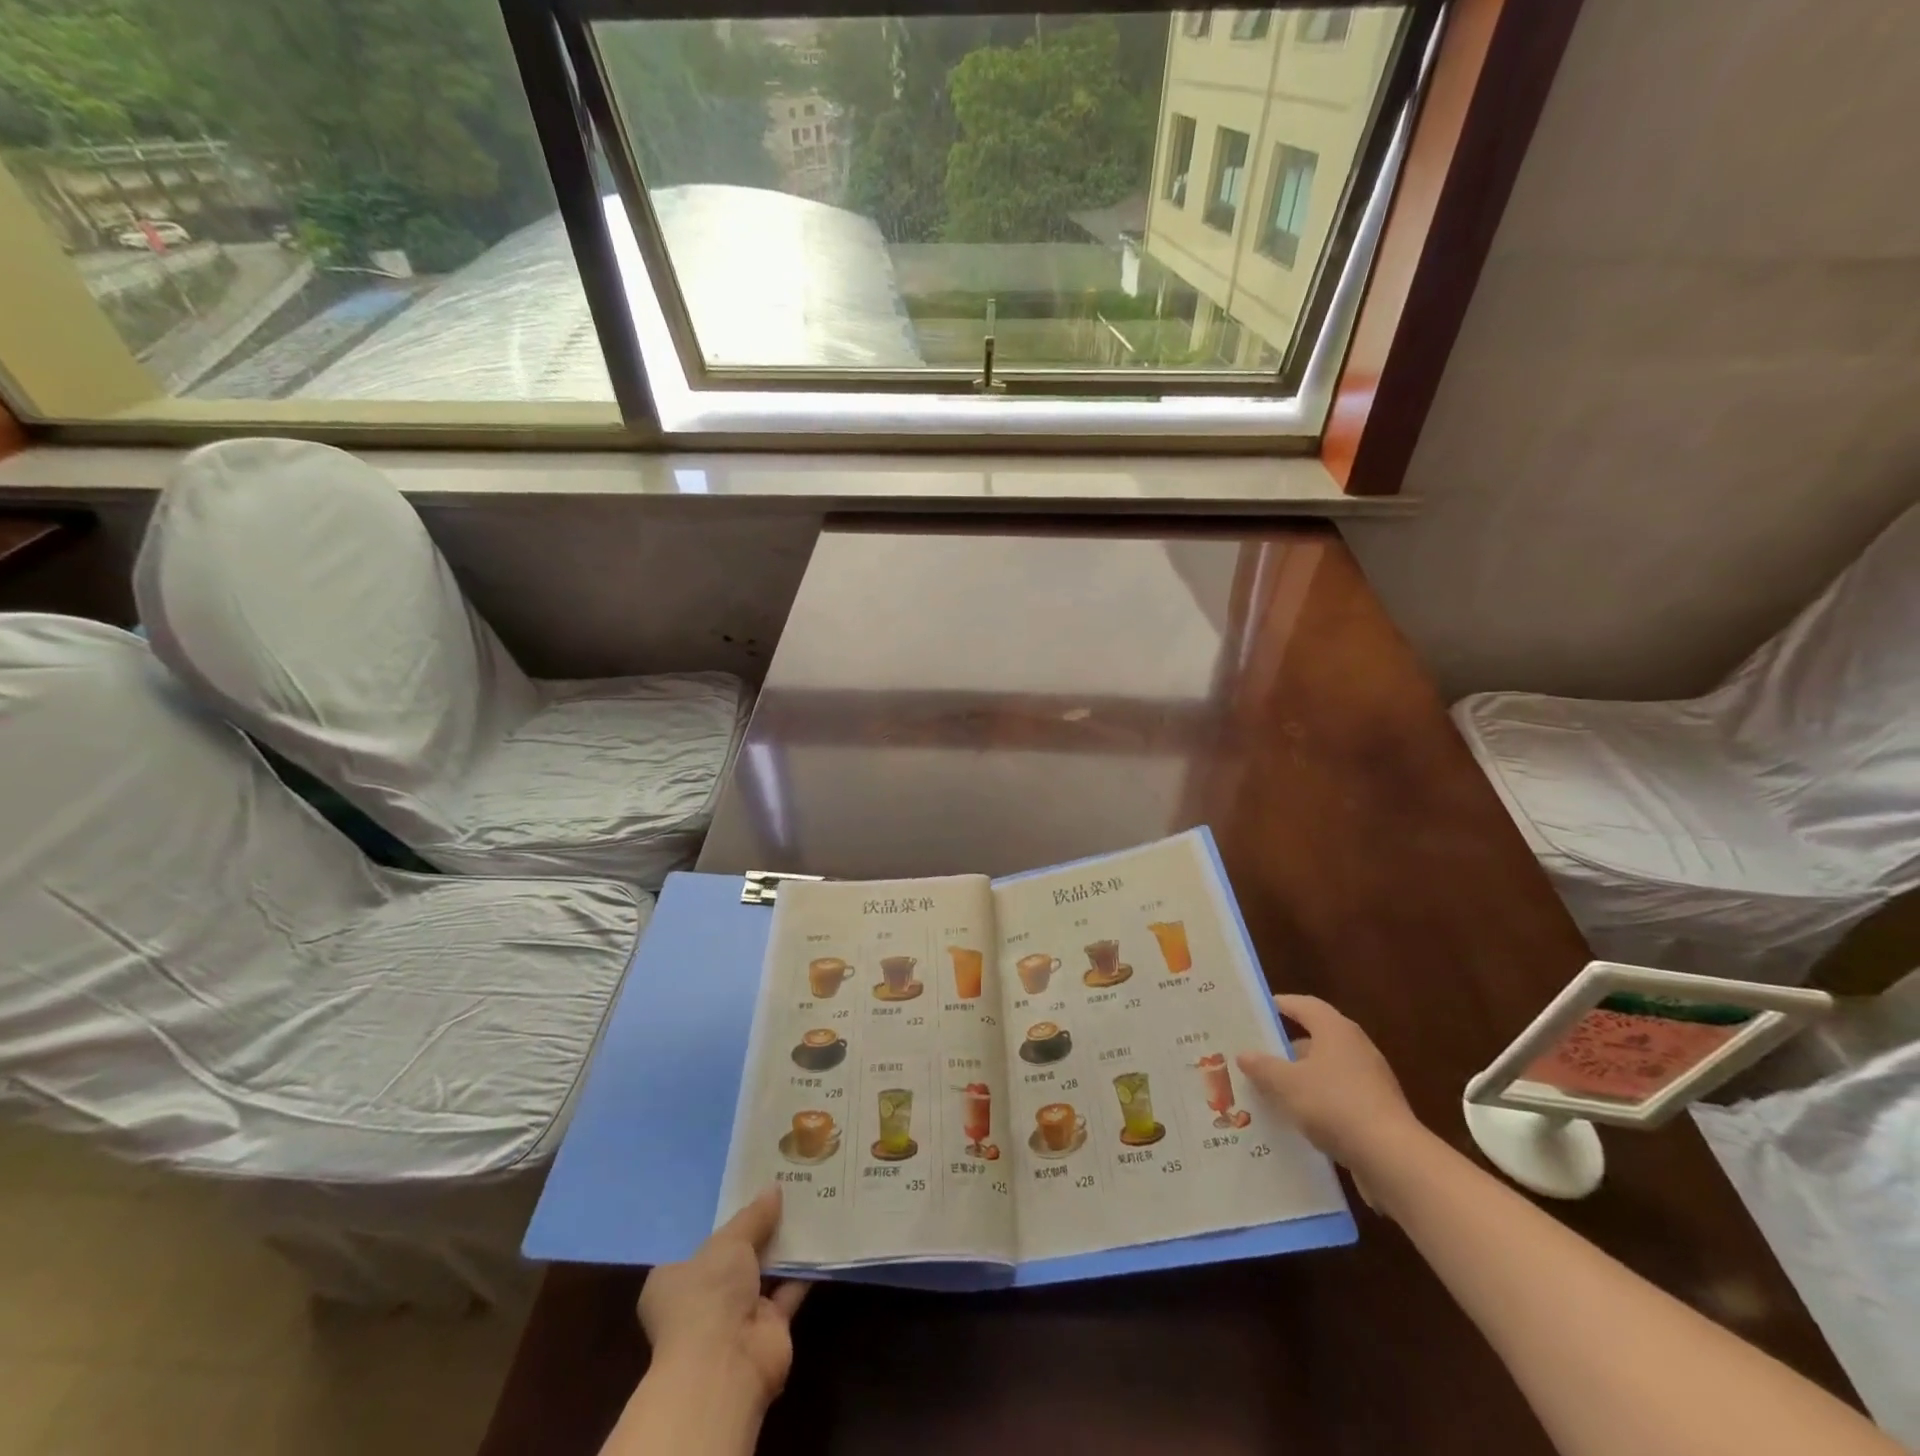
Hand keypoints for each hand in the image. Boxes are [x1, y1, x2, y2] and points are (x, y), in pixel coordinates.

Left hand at [637, 1186, 809, 1407]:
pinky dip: (804, 1269)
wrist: (726, 1365)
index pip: (698, 1245)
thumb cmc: (708, 1295)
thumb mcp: (728, 1241)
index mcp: (675, 1280)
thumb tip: (774, 1188)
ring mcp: (735, 1318)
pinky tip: (821, 1236)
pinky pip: (789, 1290)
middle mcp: (703, 1300)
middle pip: (735, 1258)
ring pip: (764, 1273)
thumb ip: (753, 1216)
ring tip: (808, 1205)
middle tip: (786, 1192)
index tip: (748, 1193)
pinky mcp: (768, 1329)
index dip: (723, 1221)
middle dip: (759, 1230)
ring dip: (784, 1247)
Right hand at [1237, 995, 1424, 1185]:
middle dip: (1285, 1048)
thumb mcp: (1286, 1084)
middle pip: (1315, 1039)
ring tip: (1270, 1091)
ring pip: (1326, 1071)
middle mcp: (1356, 1048)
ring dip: (1301, 1079)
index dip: (1280, 1005)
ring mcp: (1371, 1081)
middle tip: (1256, 1056)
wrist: (1393, 1159)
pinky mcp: (1378, 1111)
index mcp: (1336, 1030)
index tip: (1256, 1011)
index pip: (1304, 1005)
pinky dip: (1318, 1103)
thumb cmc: (1334, 1105)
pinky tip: (1298, 1121)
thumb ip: (1263, 1067)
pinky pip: (1339, 1098)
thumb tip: (1245, 1054)